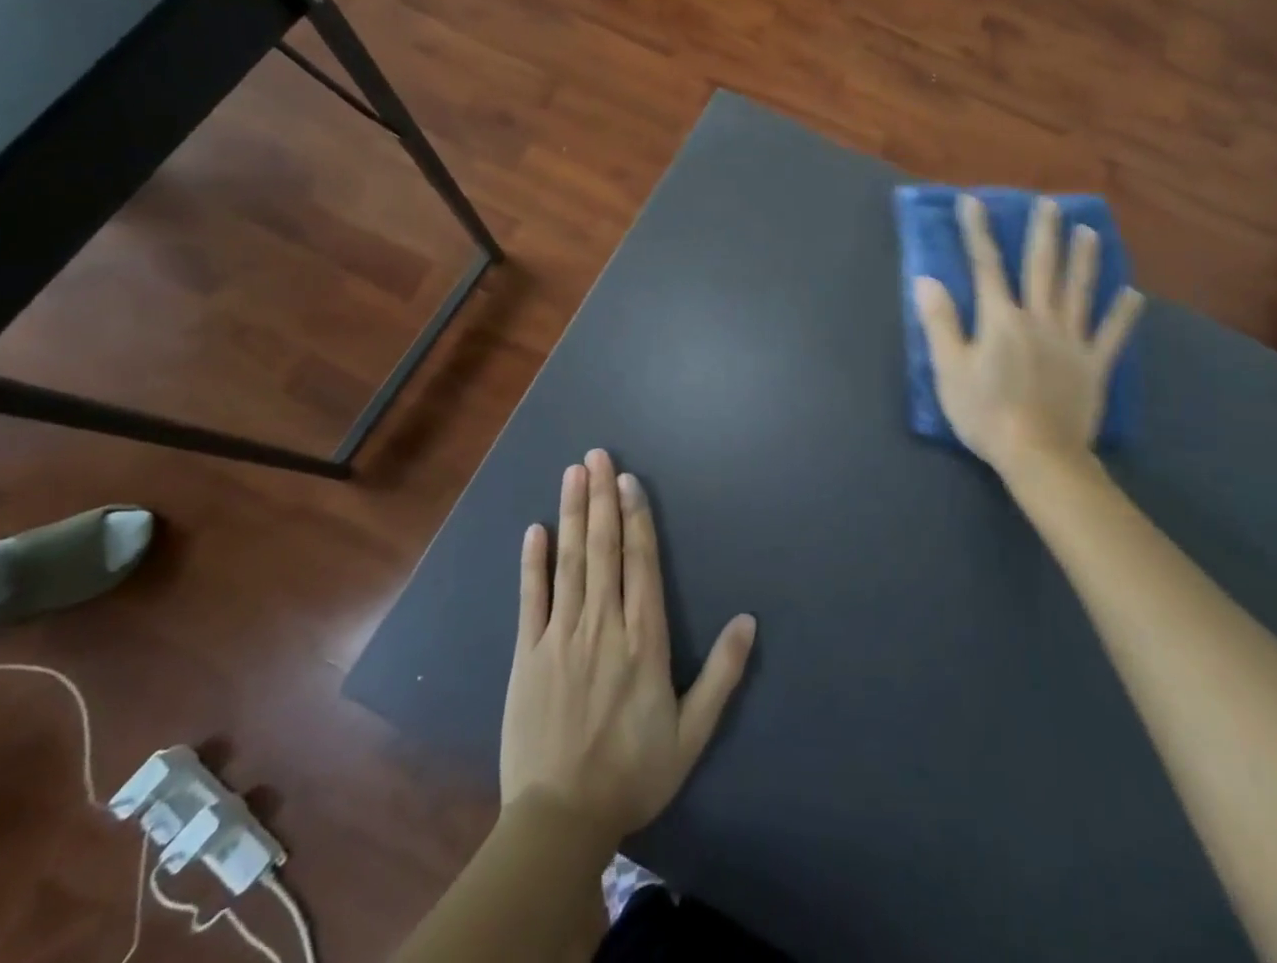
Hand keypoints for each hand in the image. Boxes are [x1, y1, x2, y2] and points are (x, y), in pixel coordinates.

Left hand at [500, 449, 756, 846]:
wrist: (560, 820)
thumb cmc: (633, 772)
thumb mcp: (692, 731)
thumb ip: (723, 673)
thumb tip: (749, 620)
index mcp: (643, 640)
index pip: (640, 563)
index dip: (635, 517)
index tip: (627, 480)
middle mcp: (603, 626)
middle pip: (602, 550)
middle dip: (600, 498)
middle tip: (596, 455)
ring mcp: (561, 637)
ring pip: (569, 563)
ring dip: (571, 515)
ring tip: (572, 474)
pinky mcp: (527, 656)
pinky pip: (530, 600)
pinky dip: (532, 563)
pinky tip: (534, 530)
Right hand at [914, 195, 1142, 473]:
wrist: (1038, 454)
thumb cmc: (985, 413)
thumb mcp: (950, 369)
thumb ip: (940, 322)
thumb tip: (926, 280)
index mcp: (1001, 319)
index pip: (986, 266)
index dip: (978, 232)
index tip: (974, 201)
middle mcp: (1039, 319)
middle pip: (1042, 268)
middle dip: (1043, 233)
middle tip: (1050, 204)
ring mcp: (1071, 341)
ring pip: (1079, 291)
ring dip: (1084, 259)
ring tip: (1090, 231)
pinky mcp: (1094, 365)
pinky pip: (1112, 335)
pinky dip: (1123, 315)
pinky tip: (1134, 295)